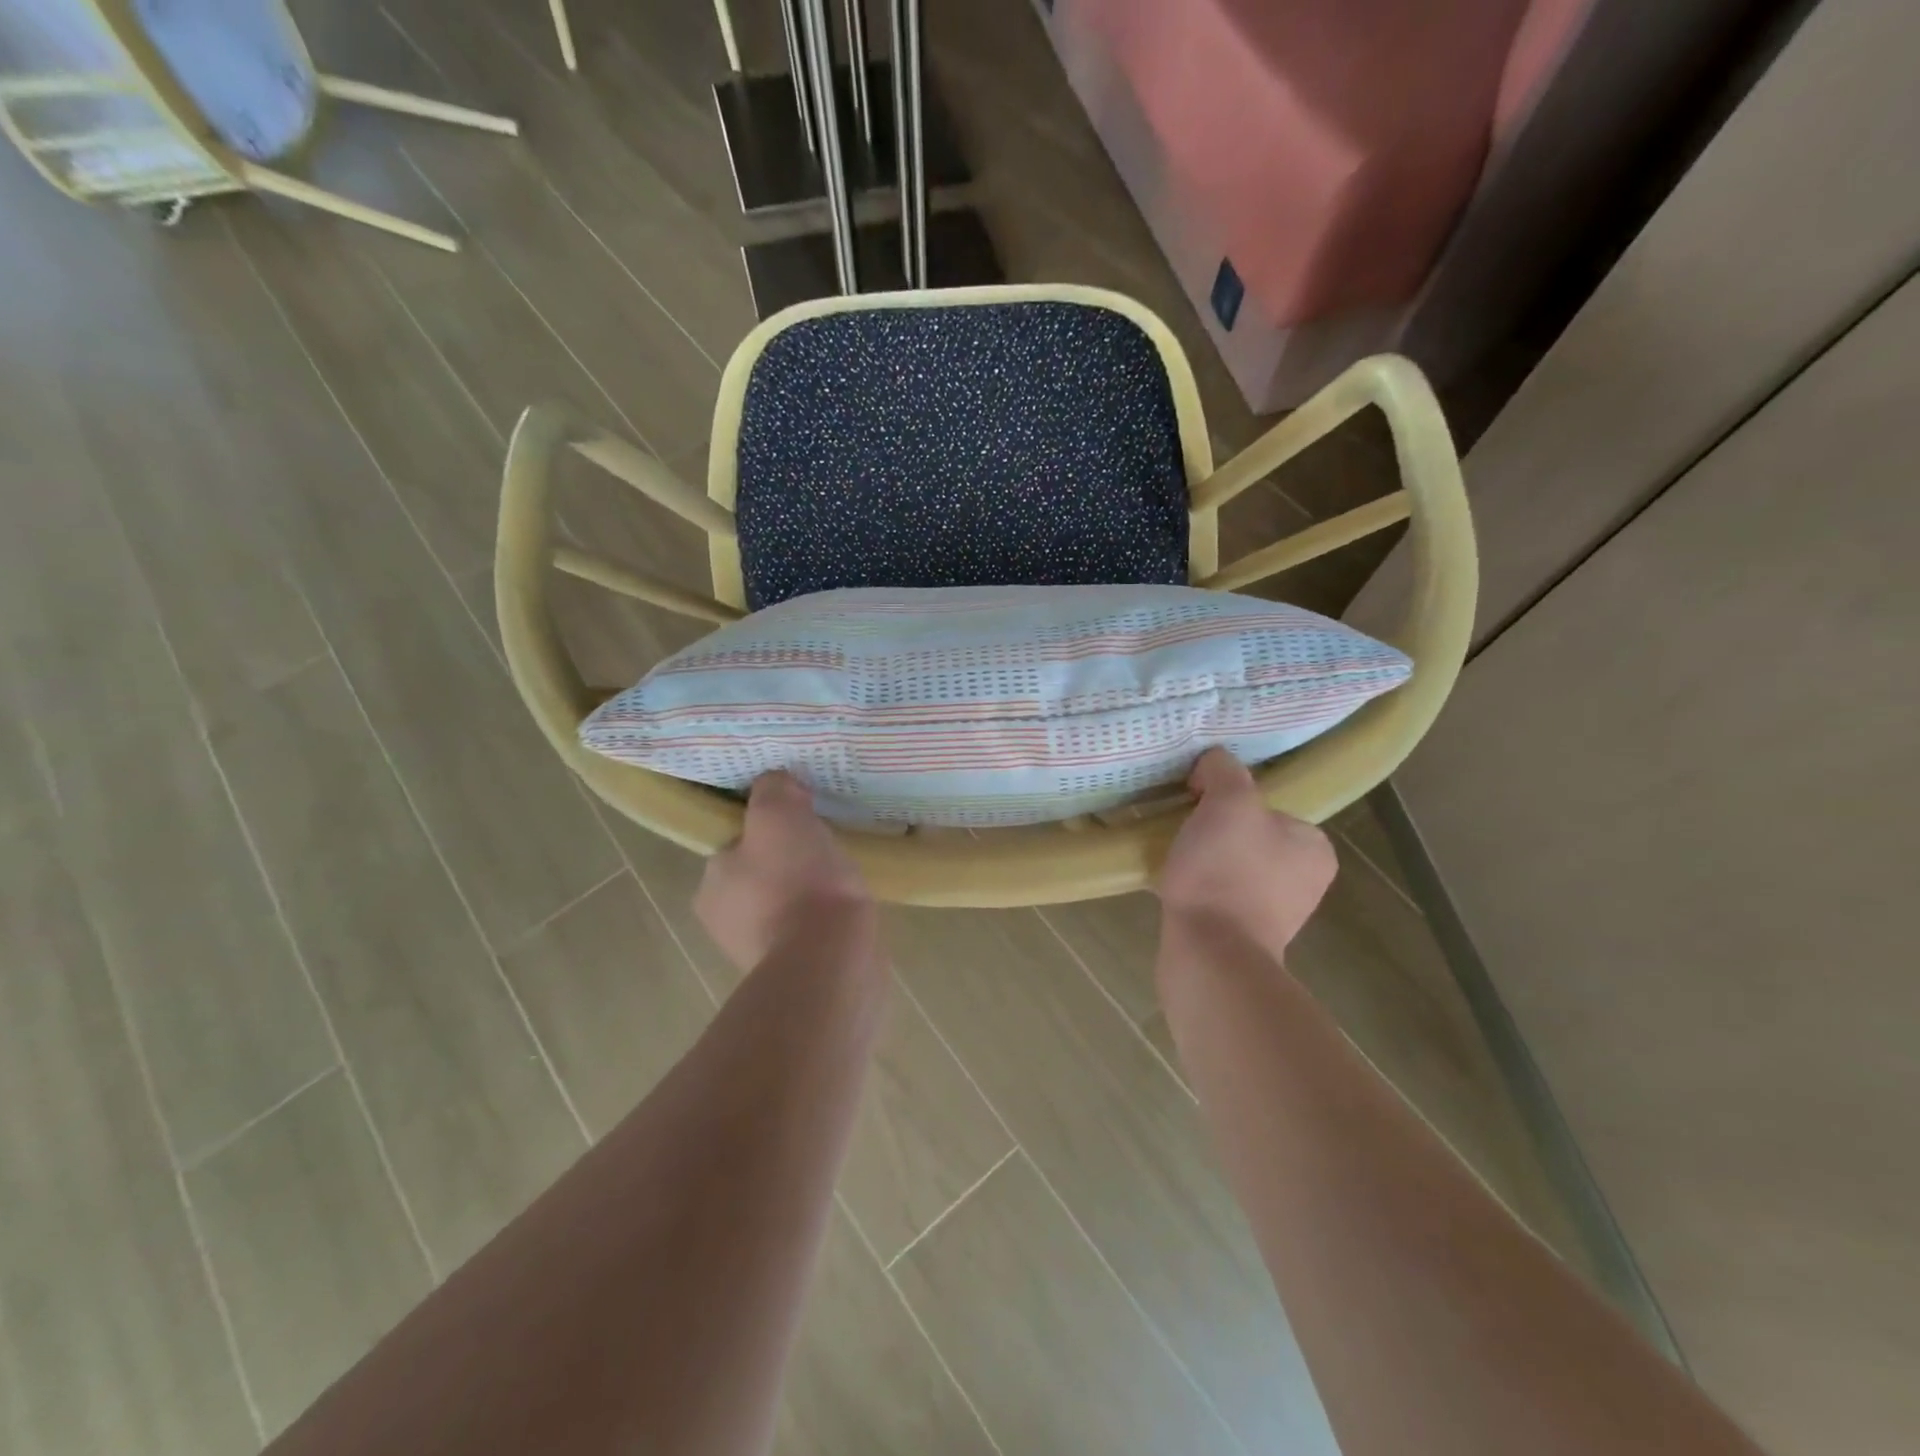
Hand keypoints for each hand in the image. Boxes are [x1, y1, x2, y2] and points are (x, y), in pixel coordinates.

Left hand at [695, 772, 874, 970]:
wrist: (830, 959)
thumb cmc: (796, 882)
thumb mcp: (779, 815)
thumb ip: (773, 790)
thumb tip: (779, 783)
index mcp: (710, 885)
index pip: (734, 843)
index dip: (766, 827)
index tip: (799, 819)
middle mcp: (724, 921)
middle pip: (761, 873)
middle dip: (789, 861)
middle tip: (824, 844)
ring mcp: (759, 951)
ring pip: (786, 903)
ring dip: (810, 891)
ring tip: (843, 875)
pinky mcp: (795, 970)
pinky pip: (809, 930)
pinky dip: (824, 918)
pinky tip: (847, 908)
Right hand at [1156, 748, 1336, 958]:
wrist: (1210, 952)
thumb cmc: (1226, 871)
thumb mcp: (1229, 800)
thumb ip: (1224, 770)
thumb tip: (1212, 764)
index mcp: (1315, 847)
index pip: (1269, 806)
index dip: (1229, 800)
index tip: (1198, 805)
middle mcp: (1306, 881)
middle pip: (1248, 836)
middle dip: (1216, 832)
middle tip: (1184, 832)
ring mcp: (1278, 915)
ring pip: (1233, 867)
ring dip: (1206, 861)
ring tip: (1177, 861)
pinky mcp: (1247, 938)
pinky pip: (1220, 897)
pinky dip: (1200, 889)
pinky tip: (1180, 889)